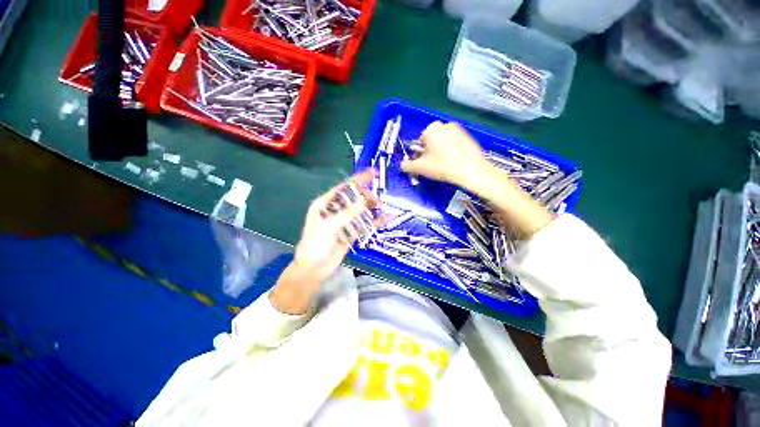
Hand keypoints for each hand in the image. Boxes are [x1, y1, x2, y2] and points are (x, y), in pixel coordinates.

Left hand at [270, 171, 376, 313]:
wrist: (314, 268)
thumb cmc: (316, 244)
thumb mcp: (330, 226)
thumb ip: (349, 213)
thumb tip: (365, 201)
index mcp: (326, 204)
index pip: (344, 187)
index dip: (358, 179)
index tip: (373, 173)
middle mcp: (335, 210)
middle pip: (354, 198)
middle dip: (366, 196)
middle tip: (377, 201)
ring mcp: (344, 221)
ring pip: (360, 210)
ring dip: (371, 208)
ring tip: (382, 208)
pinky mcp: (351, 232)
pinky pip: (364, 224)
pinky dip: (374, 222)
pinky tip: (384, 220)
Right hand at [401, 121, 489, 187]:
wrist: (471, 170)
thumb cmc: (443, 166)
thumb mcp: (420, 167)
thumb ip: (407, 165)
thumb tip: (403, 165)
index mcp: (432, 129)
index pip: (420, 141)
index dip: (419, 154)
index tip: (423, 163)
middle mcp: (445, 125)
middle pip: (431, 140)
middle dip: (430, 151)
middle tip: (432, 165)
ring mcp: (459, 130)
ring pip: (443, 142)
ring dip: (440, 151)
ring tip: (443, 165)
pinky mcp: (469, 137)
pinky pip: (454, 144)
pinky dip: (451, 151)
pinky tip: (453, 163)